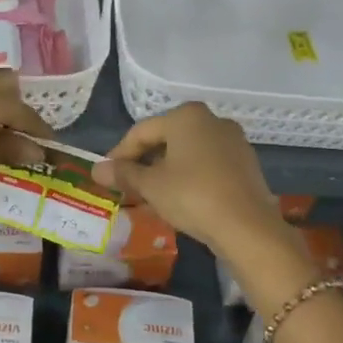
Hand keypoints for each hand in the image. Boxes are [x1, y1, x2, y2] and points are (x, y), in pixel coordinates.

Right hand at [92, 103, 288, 256]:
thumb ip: (123, 174)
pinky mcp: (246, 163)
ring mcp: (233, 141)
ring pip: (188, 152)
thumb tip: (96, 169)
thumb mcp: (151, 186)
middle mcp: (212, 120)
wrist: (247, 226)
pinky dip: (189, 176)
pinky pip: (207, 164)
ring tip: (151, 195)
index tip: (107, 175)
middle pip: (166, 139)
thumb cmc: (192, 196)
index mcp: (186, 116)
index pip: (141, 131)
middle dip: (144, 162)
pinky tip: (181, 198)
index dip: (120, 154)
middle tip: (127, 186)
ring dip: (166, 170)